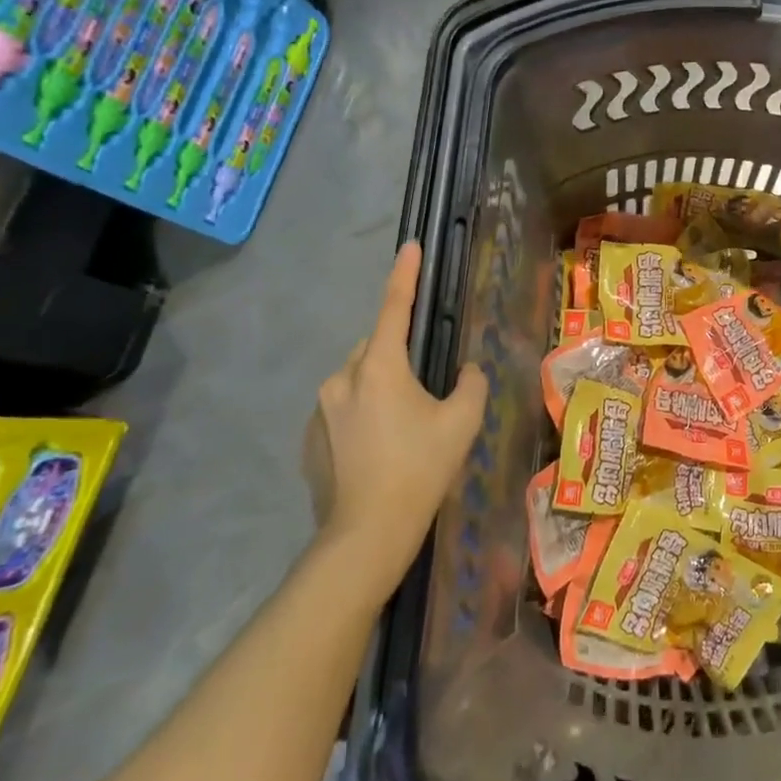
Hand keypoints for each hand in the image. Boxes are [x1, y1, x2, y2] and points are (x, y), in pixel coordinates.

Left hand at [302, 243, 488, 591]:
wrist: (367, 534)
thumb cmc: (420, 468)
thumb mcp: (462, 422)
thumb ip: (471, 384)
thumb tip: (466, 371)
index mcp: (380, 367)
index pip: (395, 308)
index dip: (405, 275)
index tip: (410, 247)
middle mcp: (343, 379)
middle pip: (375, 348)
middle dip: (398, 354)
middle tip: (426, 388)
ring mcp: (320, 410)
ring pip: (357, 381)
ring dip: (380, 387)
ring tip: (405, 427)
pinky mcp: (310, 440)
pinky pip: (342, 410)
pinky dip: (362, 415)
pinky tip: (380, 449)